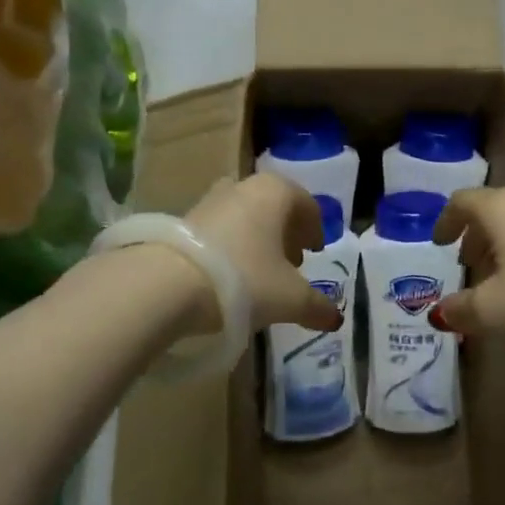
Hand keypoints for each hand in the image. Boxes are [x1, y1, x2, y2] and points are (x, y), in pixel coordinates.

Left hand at [183, 174, 342, 334]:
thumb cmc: (245, 280)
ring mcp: (210, 200)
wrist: (169, 284)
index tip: (316, 251)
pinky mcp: (183, 220)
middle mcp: (244, 187)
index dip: (315, 229)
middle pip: (274, 207)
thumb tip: (336, 318)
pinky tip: (229, 276)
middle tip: (292, 262)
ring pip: (245, 216)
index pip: (306, 204)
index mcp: (276, 192)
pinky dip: (231, 246)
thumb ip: (317, 307)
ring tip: (260, 272)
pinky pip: (219, 229)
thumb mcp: (290, 298)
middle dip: (285, 233)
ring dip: (257, 239)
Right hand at [428, 188, 504, 362]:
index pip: (462, 201)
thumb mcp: (495, 311)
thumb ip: (461, 309)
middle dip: (475, 237)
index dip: (445, 221)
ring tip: (502, 282)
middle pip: (493, 210)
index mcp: (502, 208)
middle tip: (468, 266)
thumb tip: (440, 312)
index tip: (438, 244)